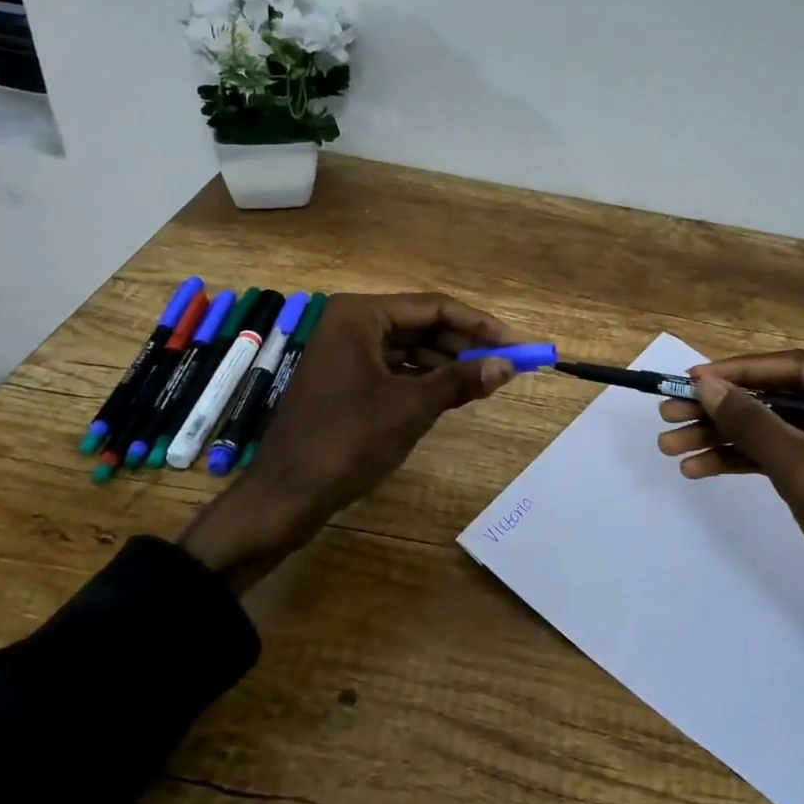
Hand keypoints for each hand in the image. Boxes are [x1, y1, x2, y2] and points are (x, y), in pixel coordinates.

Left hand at [180, 293, 515, 589]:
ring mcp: (347, 352)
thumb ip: (460, 380)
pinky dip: (426, 379)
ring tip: (489, 380)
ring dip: (449, 363)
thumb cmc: (347, 441)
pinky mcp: (347, 379)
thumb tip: (508, 365)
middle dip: (466, 344)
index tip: (518, 342)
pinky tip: (456, 393)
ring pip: (411, 348)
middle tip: (510, 362)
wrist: (286, 495)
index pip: (435, 308)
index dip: (481, 325)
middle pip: (423, 325)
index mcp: (361, 315)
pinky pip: (396, 369)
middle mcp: (352, 323)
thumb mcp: (411, 407)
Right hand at [657, 350, 803, 730]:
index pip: (799, 369)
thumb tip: (704, 385)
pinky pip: (784, 453)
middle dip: (725, 410)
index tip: (691, 378)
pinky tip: (699, 466)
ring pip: (777, 426)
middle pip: (782, 397)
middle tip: (670, 412)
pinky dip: (744, 459)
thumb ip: (753, 424)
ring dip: (725, 436)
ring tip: (671, 444)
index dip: (741, 372)